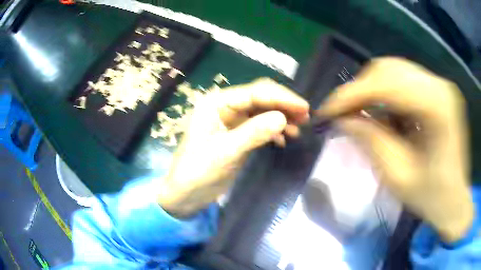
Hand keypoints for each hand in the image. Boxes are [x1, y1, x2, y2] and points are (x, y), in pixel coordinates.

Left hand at [158, 78, 309, 217]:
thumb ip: (254, 133)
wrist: (185, 194)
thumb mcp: (226, 152)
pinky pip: (259, 125)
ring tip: (298, 129)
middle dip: (283, 105)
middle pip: (260, 98)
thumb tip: (284, 118)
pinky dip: (273, 130)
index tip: (304, 107)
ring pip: (262, 111)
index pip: (255, 92)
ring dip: (280, 117)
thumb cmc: (198, 172)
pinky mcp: (236, 134)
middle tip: (305, 117)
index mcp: (216, 103)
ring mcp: (231, 120)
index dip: (281, 98)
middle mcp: (224, 106)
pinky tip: (284, 139)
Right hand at [317, 57, 472, 242]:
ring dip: (372, 91)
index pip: (386, 84)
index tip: (326, 111)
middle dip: (360, 89)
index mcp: (437, 107)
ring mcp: (440, 85)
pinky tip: (385, 115)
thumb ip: (370, 141)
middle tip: (344, 114)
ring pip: (394, 71)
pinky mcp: (438, 91)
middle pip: (389, 69)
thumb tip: (341, 119)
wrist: (454, 200)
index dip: (351, 95)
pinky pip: (404, 81)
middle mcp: (439, 85)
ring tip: (363, 115)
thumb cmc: (431, 197)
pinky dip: (387, 94)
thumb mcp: (397, 176)